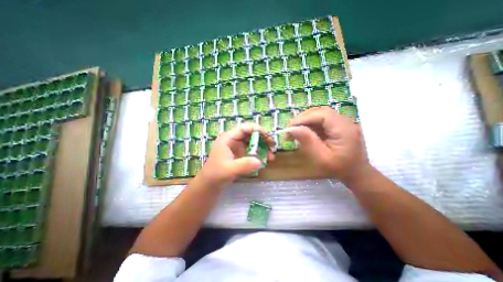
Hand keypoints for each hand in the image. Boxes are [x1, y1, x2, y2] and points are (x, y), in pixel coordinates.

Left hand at [199, 123, 273, 185]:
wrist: (210, 182)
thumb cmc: (216, 174)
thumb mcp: (229, 170)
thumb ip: (243, 165)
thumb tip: (259, 161)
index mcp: (228, 138)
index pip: (244, 128)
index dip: (257, 130)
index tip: (268, 138)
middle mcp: (233, 139)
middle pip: (250, 133)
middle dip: (263, 139)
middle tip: (272, 147)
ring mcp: (237, 146)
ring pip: (252, 141)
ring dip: (262, 147)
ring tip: (270, 156)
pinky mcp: (239, 153)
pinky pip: (251, 149)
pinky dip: (259, 153)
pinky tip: (264, 160)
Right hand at [287, 106, 368, 182]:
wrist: (356, 173)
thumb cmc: (339, 168)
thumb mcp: (321, 157)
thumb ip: (307, 141)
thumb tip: (291, 129)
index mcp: (344, 129)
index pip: (322, 114)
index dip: (304, 118)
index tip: (290, 127)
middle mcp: (345, 121)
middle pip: (320, 111)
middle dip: (303, 118)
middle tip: (290, 129)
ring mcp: (342, 122)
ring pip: (320, 114)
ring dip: (305, 120)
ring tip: (295, 130)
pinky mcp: (338, 125)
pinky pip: (321, 120)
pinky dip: (310, 124)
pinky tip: (304, 131)